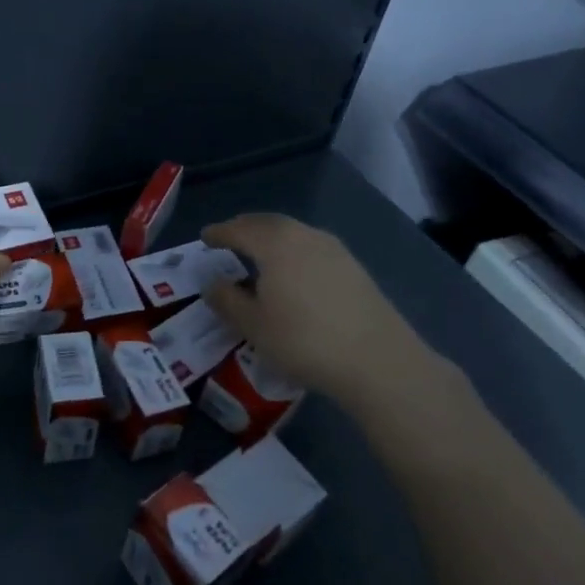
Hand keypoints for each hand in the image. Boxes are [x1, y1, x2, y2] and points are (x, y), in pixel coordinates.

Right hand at [201, 213, 461, 414]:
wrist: (378, 361)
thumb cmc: (304, 340)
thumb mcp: (253, 326)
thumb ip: (227, 300)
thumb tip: (212, 283)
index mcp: (275, 243)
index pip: (238, 229)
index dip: (219, 233)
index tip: (205, 238)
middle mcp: (304, 235)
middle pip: (267, 223)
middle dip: (245, 228)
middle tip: (230, 239)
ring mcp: (334, 249)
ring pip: (293, 233)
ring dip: (271, 239)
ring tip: (259, 256)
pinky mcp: (354, 267)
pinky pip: (311, 247)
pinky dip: (293, 251)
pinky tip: (293, 273)